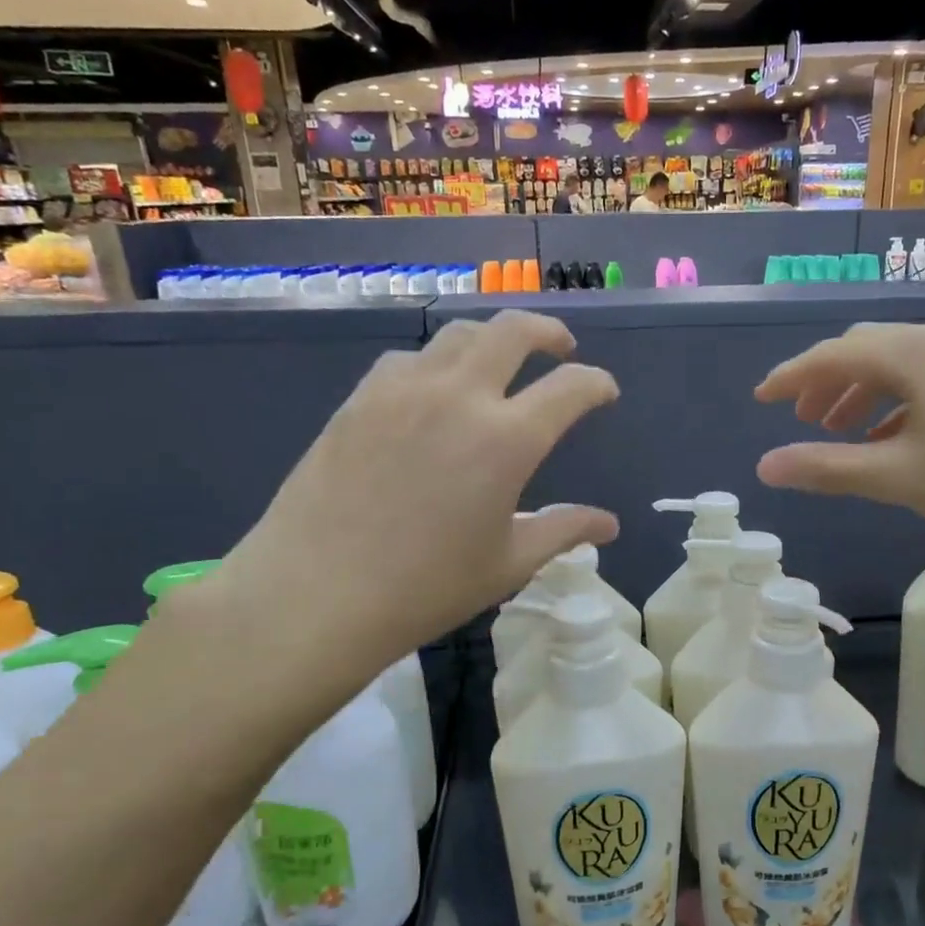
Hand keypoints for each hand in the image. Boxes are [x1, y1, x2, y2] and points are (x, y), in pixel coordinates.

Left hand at [210, 310, 618, 672]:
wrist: (316, 594)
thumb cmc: (425, 588)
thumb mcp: (508, 564)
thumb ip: (563, 531)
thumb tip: (609, 524)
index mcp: (507, 439)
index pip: (570, 388)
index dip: (596, 383)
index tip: (604, 391)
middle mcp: (459, 397)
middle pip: (513, 330)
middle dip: (548, 332)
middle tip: (561, 348)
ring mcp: (404, 391)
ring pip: (457, 334)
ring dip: (491, 340)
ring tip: (499, 363)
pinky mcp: (360, 399)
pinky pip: (408, 359)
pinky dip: (436, 363)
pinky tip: (432, 392)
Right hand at [753, 321, 924, 533]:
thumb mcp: (895, 476)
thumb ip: (825, 469)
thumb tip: (765, 467)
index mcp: (911, 353)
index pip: (832, 356)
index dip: (790, 378)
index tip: (761, 399)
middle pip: (863, 351)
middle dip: (825, 382)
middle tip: (800, 419)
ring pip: (896, 363)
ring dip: (859, 392)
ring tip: (840, 431)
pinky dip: (894, 400)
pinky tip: (891, 436)